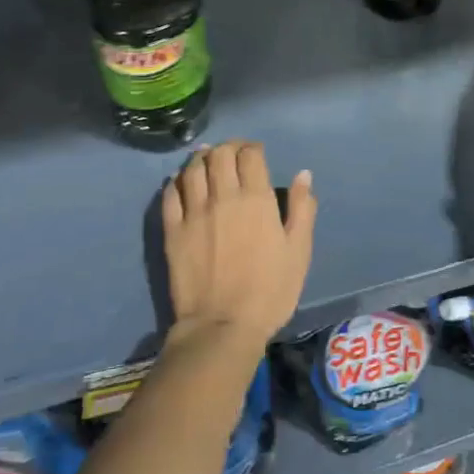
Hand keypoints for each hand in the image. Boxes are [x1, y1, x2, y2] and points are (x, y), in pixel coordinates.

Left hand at [161, 141, 316, 347]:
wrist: (222, 326)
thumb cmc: (270, 291)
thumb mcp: (299, 252)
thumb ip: (302, 209)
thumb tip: (303, 175)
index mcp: (256, 199)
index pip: (250, 155)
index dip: (253, 147)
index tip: (257, 153)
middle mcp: (222, 197)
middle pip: (219, 155)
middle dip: (228, 147)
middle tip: (233, 154)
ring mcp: (193, 212)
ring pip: (192, 169)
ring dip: (201, 158)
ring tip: (207, 160)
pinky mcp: (172, 230)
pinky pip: (170, 194)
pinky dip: (177, 181)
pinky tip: (181, 183)